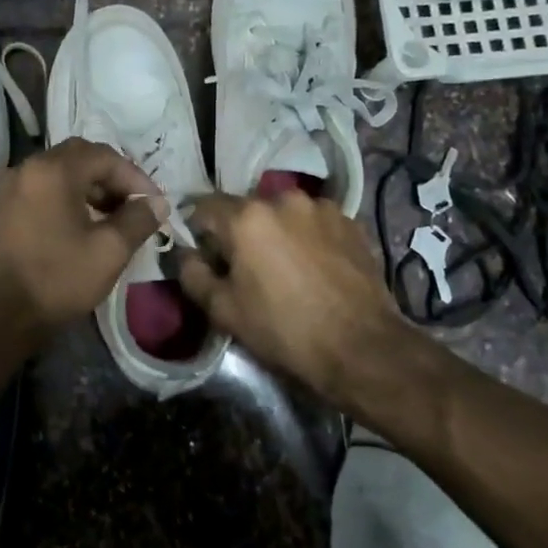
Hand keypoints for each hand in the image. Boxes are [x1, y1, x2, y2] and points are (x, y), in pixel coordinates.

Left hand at [0, 139, 163, 339]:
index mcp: (53, 171)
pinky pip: (41, 189)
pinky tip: (80, 225)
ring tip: (111, 216)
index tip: (154, 204)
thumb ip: (138, 220)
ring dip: (89, 187)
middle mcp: (27, 168)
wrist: (0, 316)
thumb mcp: (109, 251)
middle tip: (133, 204)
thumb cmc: (58, 279)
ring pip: (59, 172)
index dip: (135, 177)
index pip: (104, 157)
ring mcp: (10, 188)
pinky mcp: (2, 209)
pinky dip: (66, 197)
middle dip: (111, 177)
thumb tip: (157, 203)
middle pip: (79, 157)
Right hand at [177, 191, 415, 401]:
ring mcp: (322, 208)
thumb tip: (186, 254)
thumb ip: (192, 274)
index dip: (199, 231)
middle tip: (245, 267)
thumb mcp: (223, 310)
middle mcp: (283, 199)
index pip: (204, 207)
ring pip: (284, 214)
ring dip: (277, 232)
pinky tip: (315, 268)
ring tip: (285, 267)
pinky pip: (315, 223)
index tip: (204, 256)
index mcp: (246, 217)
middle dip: (240, 232)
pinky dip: (308, 238)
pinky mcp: (351, 222)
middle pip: (247, 209)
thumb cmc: (284, 329)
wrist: (362, 348)